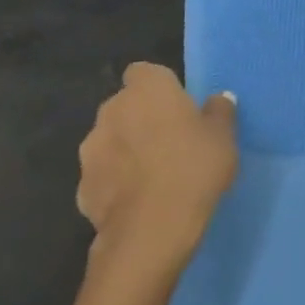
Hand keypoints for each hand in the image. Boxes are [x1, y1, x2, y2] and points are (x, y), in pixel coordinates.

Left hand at [78, 63, 237, 276]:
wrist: (151, 232)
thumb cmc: (193, 169)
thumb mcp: (223, 137)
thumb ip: (219, 112)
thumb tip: (218, 99)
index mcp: (147, 89)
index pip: (145, 72)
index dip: (160, 88)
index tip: (177, 107)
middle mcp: (112, 110)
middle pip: (126, 105)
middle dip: (141, 118)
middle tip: (170, 141)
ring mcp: (91, 150)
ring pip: (111, 140)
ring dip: (125, 150)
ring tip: (152, 175)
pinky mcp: (81, 188)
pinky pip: (103, 175)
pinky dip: (115, 182)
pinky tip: (137, 201)